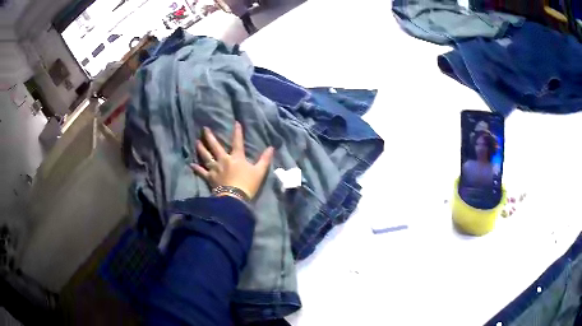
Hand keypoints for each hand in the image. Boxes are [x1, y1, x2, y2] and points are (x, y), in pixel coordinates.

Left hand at [190, 122, 273, 199]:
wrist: (234, 198)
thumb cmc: (248, 185)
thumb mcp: (259, 171)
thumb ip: (265, 159)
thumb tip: (271, 148)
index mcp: (236, 157)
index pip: (237, 142)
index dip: (237, 132)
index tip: (236, 123)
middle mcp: (224, 160)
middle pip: (215, 146)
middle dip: (210, 137)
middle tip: (204, 129)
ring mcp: (215, 168)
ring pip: (206, 156)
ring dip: (201, 148)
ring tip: (197, 142)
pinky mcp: (210, 178)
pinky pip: (201, 172)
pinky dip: (196, 168)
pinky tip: (191, 164)